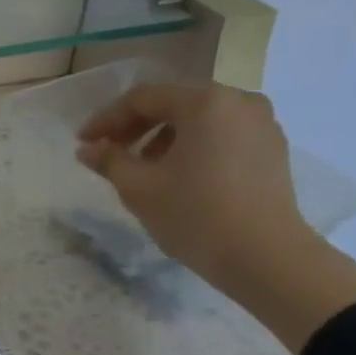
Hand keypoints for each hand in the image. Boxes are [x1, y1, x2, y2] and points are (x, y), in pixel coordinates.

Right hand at [77, 82, 305, 285]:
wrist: (264, 256)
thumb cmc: (194, 215)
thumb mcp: (138, 187)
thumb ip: (109, 160)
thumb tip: (88, 149)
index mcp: (205, 102)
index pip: (143, 98)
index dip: (107, 119)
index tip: (83, 143)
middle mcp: (239, 101)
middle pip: (174, 103)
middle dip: (135, 126)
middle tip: (108, 152)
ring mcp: (262, 123)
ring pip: (199, 119)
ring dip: (163, 137)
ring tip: (142, 167)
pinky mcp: (272, 148)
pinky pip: (222, 134)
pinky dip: (193, 146)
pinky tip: (178, 175)